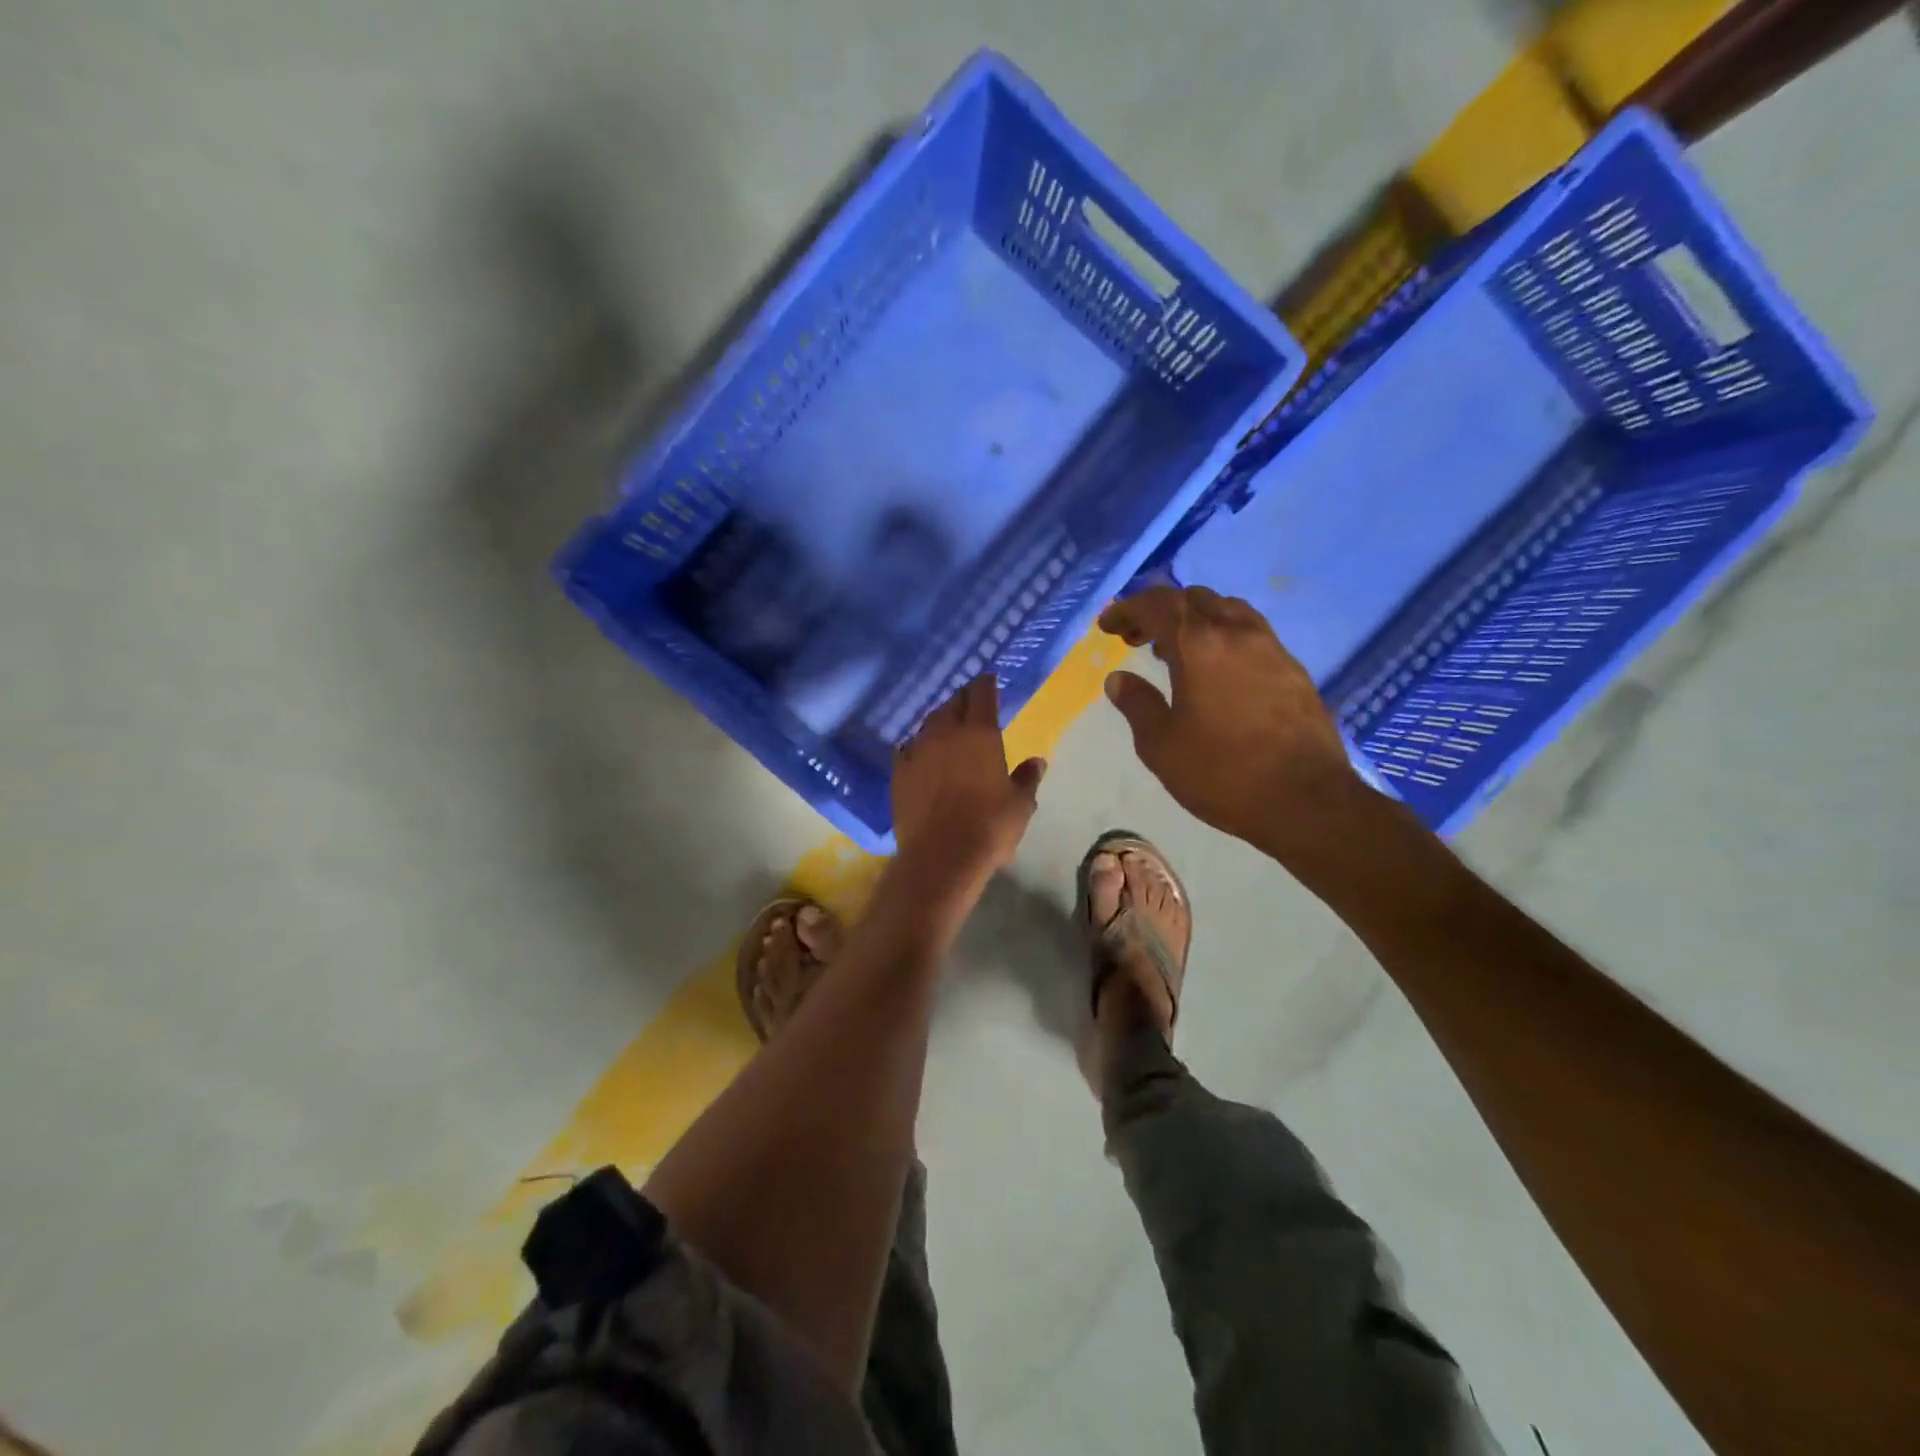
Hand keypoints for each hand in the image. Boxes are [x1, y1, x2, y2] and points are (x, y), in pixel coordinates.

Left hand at [891, 675, 1045, 897]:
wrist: (941, 856)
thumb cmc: (989, 827)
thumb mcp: (1020, 804)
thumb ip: (1027, 778)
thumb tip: (1037, 762)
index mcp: (980, 733)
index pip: (982, 694)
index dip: (987, 683)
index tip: (990, 679)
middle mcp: (945, 733)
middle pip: (953, 703)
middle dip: (964, 698)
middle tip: (972, 700)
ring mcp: (917, 751)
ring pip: (928, 723)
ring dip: (940, 719)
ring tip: (948, 723)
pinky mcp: (899, 772)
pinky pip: (908, 748)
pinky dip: (918, 745)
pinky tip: (921, 751)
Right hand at [1098, 587, 1365, 857]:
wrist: (1306, 801)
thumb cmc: (1222, 773)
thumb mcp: (1161, 745)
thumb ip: (1137, 704)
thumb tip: (1118, 679)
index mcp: (1199, 644)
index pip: (1158, 605)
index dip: (1128, 610)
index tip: (1107, 626)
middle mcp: (1237, 633)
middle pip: (1194, 599)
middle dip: (1160, 611)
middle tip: (1137, 639)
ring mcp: (1271, 648)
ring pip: (1227, 610)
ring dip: (1194, 620)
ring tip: (1175, 651)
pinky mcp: (1293, 669)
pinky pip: (1250, 633)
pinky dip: (1222, 636)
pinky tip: (1215, 671)